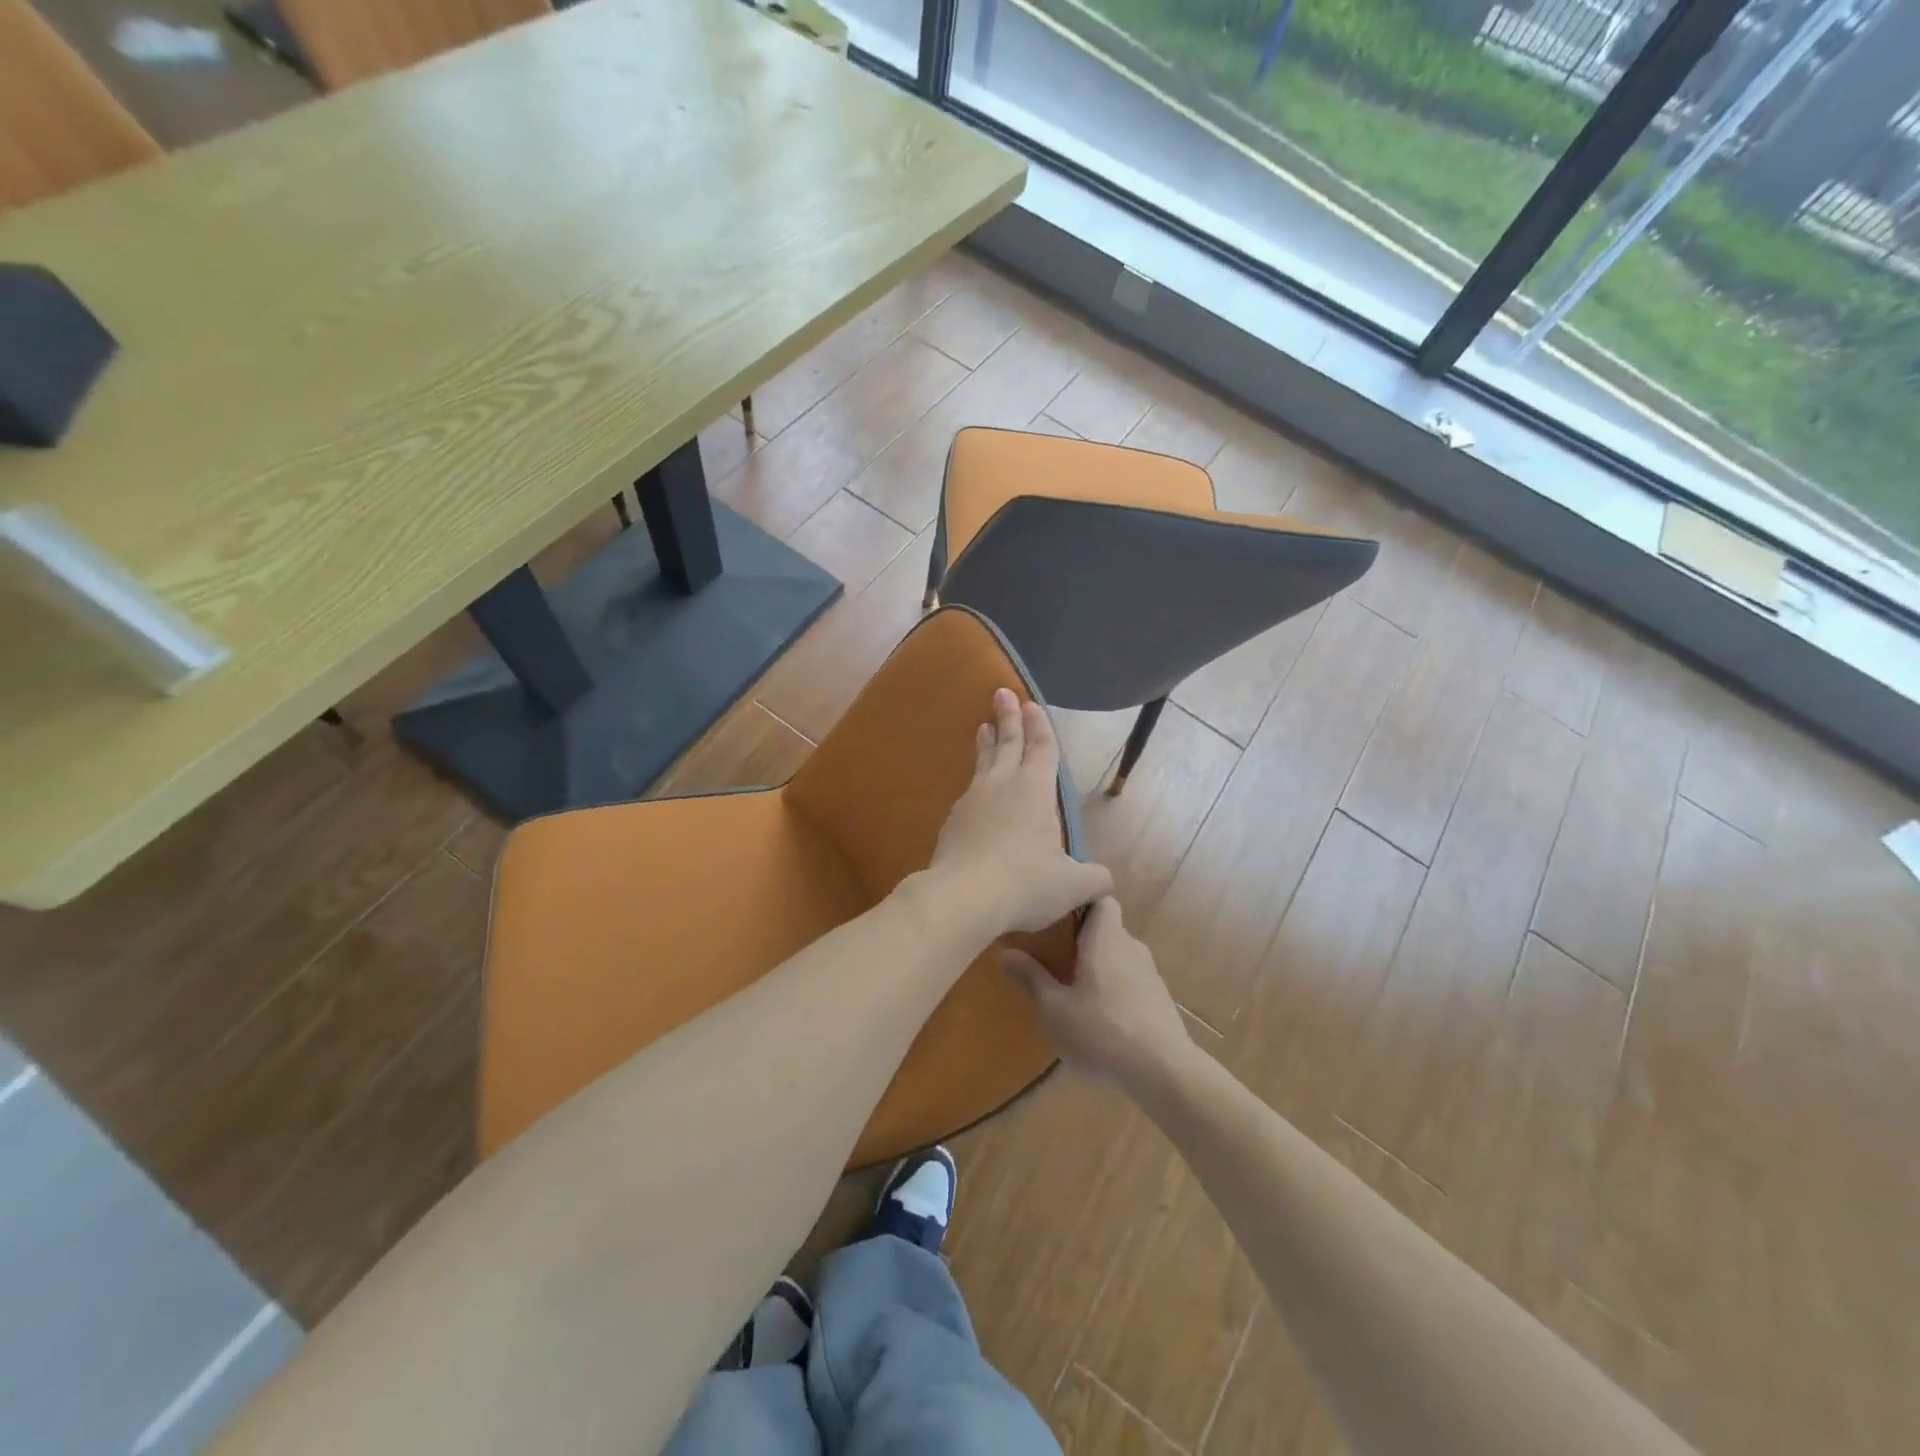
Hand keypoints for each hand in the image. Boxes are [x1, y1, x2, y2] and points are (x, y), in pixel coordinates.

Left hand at [926, 688, 1111, 934]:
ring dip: (986, 744)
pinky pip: (968, 793)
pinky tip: (973, 791)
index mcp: (1034, 790)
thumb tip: (1104, 880)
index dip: (1039, 726)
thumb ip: (1093, 879)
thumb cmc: (1026, 883)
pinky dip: (974, 782)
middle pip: (1007, 744)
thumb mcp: (1072, 885)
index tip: (1031, 704)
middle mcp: (1002, 786)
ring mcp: (972, 802)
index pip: (1041, 749)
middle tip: (1002, 694)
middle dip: (1008, 718)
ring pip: (982, 764)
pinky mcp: (952, 823)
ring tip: (982, 728)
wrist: (963, 897)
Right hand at [1003, 897, 1192, 1092]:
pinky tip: (1098, 1014)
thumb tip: (1005, 951)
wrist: (1163, 1072)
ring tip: (1070, 985)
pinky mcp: (1158, 999)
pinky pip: (1130, 979)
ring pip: (1118, 956)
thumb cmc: (1101, 1031)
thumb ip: (1031, 977)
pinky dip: (1113, 986)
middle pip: (1107, 928)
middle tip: (1051, 953)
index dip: (1080, 900)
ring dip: (1097, 965)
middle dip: (1081, 938)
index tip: (1055, 913)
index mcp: (1106, 938)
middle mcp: (1131, 947)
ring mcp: (1149, 974)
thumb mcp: (1054, 1008)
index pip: (1100, 898)